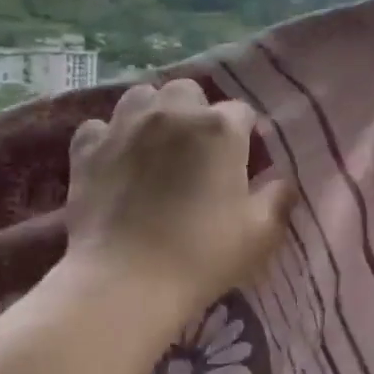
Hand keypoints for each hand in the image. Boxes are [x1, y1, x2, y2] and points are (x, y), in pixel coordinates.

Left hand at [65, 78, 295, 322]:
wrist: (124, 282)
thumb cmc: (201, 255)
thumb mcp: (259, 234)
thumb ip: (278, 200)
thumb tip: (284, 183)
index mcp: (220, 128)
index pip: (241, 112)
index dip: (243, 135)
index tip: (240, 162)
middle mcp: (174, 113)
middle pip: (189, 91)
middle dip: (195, 112)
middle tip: (196, 150)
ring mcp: (126, 125)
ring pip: (142, 96)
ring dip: (152, 112)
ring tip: (154, 143)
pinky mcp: (88, 147)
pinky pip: (99, 126)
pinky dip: (108, 137)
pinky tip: (114, 159)